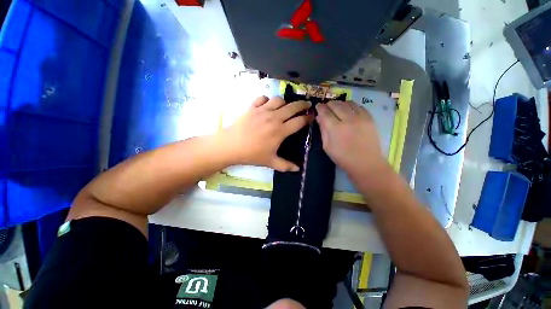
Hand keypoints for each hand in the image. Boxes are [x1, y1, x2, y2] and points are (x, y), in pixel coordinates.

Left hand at [222, 96, 311, 171]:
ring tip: (286, 106)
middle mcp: (274, 118)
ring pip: (279, 100)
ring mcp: (262, 110)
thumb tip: (298, 169)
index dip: (308, 118)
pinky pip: (262, 98)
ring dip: (285, 102)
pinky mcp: (252, 107)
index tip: (312, 117)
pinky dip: (267, 100)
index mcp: (280, 131)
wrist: (231, 146)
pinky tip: (267, 105)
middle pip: (292, 107)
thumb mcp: (270, 162)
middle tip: (307, 105)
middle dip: (302, 105)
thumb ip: (285, 165)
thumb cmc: (252, 154)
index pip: (299, 121)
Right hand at [316, 101, 387, 178]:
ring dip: (340, 103)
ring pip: (348, 103)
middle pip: (336, 105)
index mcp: (335, 128)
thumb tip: (319, 117)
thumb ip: (323, 130)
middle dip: (329, 104)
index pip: (325, 112)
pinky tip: (349, 110)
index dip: (320, 107)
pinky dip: (352, 106)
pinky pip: (359, 106)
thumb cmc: (343, 158)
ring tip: (337, 107)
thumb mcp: (327, 146)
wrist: (366, 163)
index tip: (317, 106)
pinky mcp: (370, 119)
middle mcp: (348, 119)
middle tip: (326, 106)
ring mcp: (361, 118)